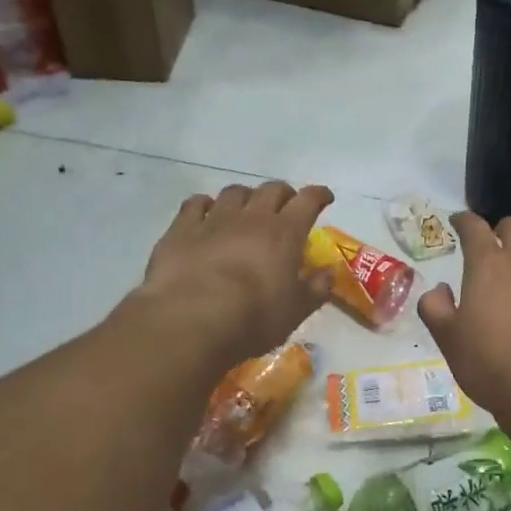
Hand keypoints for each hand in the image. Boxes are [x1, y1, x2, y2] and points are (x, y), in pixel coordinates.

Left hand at [137, 181, 335, 361]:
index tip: (324, 198)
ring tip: (247, 210)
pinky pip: (195, 204)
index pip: (308, 201)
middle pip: (271, 189)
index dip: (318, 195)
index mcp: (285, 233)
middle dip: (283, 194)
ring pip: (234, 192)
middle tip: (286, 206)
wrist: (190, 321)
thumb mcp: (295, 311)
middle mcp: (251, 217)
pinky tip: (206, 214)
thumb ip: (316, 289)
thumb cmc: (253, 318)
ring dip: (246, 197)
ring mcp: (213, 220)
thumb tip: (328, 272)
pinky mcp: (181, 230)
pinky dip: (205, 205)